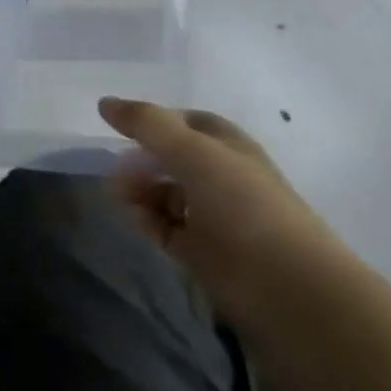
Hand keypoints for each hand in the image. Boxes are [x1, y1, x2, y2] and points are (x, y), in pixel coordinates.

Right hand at [99, 98, 353, 328]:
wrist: (286, 287)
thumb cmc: (243, 206)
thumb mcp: (193, 152)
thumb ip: (147, 124)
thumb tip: (104, 103)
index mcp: (229, 148)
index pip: (187, 123)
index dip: (156, 121)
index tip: (121, 127)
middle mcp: (221, 178)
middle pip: (171, 159)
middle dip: (141, 160)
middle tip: (115, 167)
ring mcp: (211, 216)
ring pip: (164, 194)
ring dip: (139, 190)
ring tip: (120, 195)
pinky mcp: (200, 251)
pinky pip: (163, 226)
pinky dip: (146, 220)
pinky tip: (136, 219)